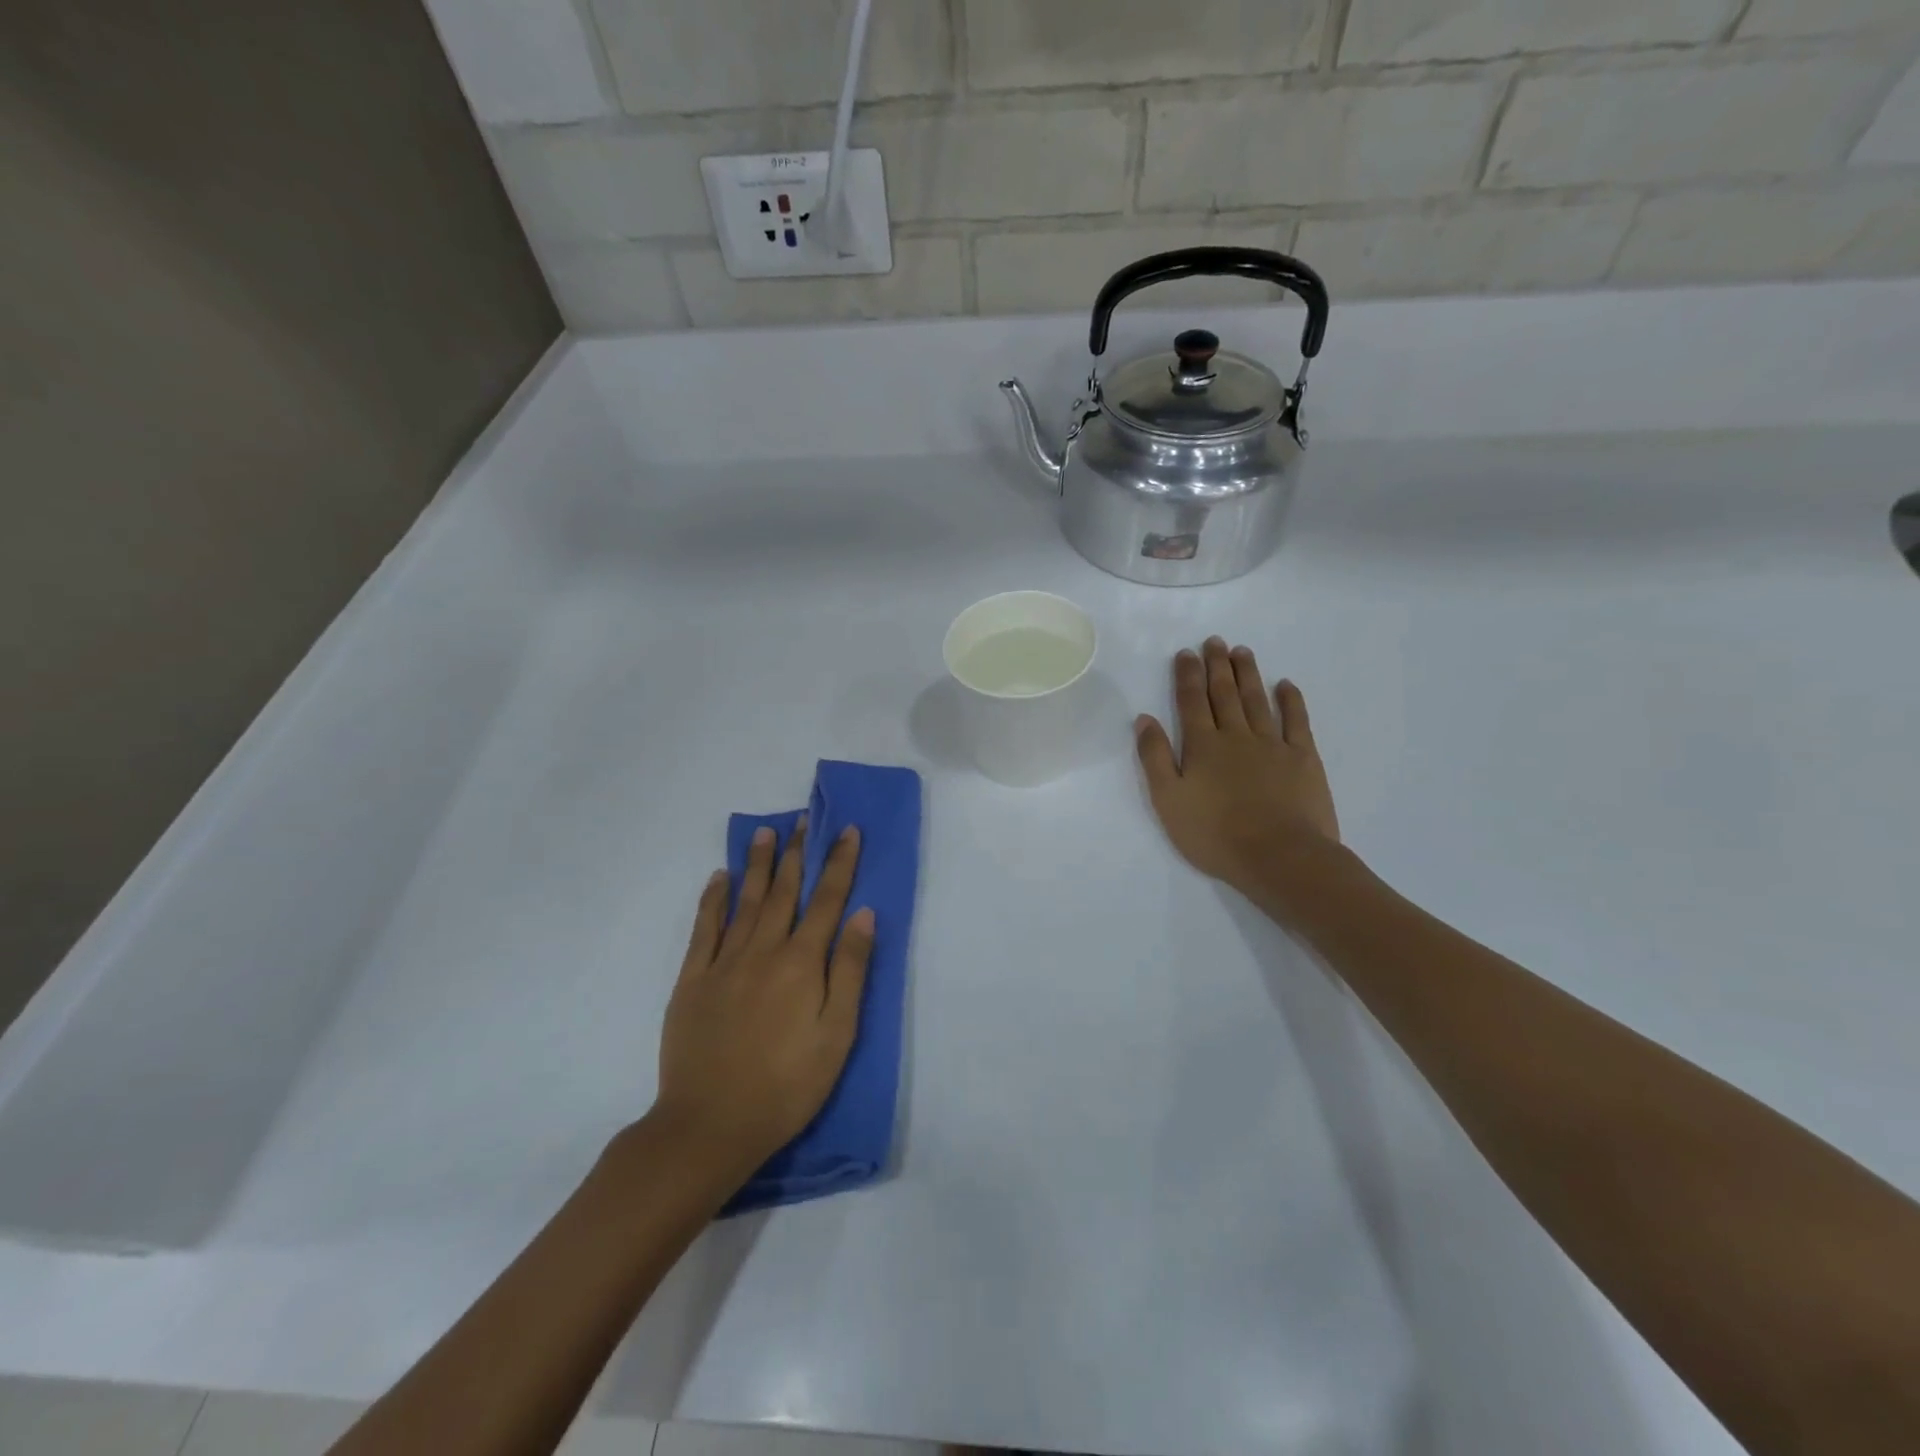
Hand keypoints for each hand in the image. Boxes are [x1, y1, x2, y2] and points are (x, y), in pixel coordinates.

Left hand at [653, 822, 874, 1175]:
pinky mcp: (692, 981)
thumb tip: (862, 913)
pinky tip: (720, 878)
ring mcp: (723, 963)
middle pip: (784, 891)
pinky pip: (704, 929)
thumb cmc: (787, 1085)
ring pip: (745, 901)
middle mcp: (763, 951)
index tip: (846, 830)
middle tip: (802, 819)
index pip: (827, 900)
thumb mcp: (837, 1034)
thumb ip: (850, 970)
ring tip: (765, 832)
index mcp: (801, 963)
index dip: (839, 863)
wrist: (710, 1125)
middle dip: (797, 853)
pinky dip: (713, 900)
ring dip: (758, 864)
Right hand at [1135, 638, 1340, 901]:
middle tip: (1215, 641)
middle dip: (1217, 666)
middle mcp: (1236, 736)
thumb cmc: (1216, 834)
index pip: (1191, 701)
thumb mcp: (1169, 801)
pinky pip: (1297, 720)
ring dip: (1248, 674)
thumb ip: (1155, 758)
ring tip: (1242, 652)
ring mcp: (1273, 744)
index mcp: (1202, 746)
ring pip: (1257, 700)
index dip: (1187, 675)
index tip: (1186, 653)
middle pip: (1224, 693)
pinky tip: (1285, 685)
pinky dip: (1291, 700)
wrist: (1279, 856)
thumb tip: (1144, 719)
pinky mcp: (1303, 758)